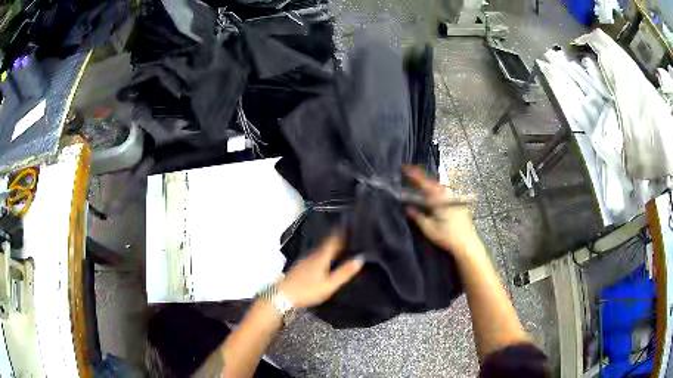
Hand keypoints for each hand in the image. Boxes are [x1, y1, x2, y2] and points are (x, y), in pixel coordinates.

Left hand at [278, 233, 363, 308]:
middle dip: (337, 238)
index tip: (349, 224)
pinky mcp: (300, 266)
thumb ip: (344, 272)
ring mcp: (305, 260)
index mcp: (321, 256)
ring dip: (329, 246)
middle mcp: (312, 254)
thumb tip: (360, 258)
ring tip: (340, 246)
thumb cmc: (307, 290)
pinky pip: (315, 255)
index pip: (333, 240)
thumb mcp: (329, 284)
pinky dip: (323, 254)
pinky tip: (325, 260)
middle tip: (347, 234)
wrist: (282, 295)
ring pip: (320, 249)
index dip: (341, 232)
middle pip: (326, 243)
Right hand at [404, 166, 477, 257]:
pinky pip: (445, 193)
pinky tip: (434, 198)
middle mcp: (447, 195)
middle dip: (421, 179)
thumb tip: (408, 208)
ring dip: (430, 186)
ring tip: (421, 187)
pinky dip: (437, 192)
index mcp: (438, 199)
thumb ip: (417, 217)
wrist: (466, 243)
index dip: (413, 174)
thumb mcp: (428, 229)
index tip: (405, 168)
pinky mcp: (459, 204)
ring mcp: (454, 198)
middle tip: (411, 177)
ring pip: (439, 187)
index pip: (423, 183)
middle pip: (432, 182)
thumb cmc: (447, 237)